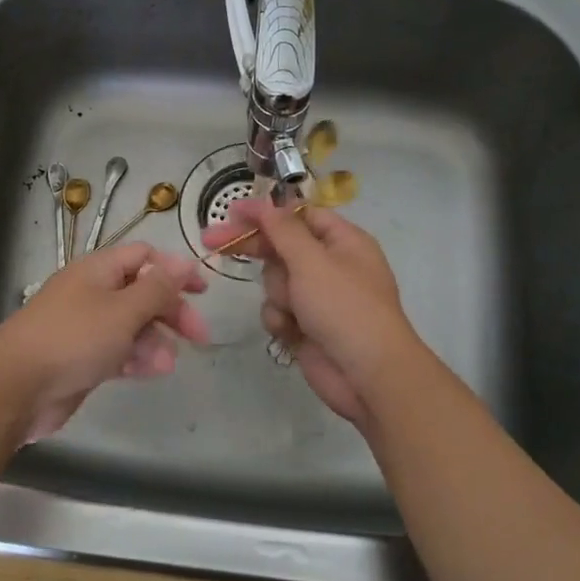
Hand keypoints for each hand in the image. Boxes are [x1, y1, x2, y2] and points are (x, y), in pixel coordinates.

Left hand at [0, 243, 211, 442]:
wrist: (15, 387)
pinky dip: (136, 358)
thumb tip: (184, 263)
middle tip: (198, 336)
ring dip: (155, 340)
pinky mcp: (82, 358)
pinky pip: (118, 351)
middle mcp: (92, 292)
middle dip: (171, 311)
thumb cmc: (73, 339)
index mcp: (98, 270)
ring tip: (165, 364)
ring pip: (132, 325)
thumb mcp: (123, 310)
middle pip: (142, 292)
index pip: (145, 257)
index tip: (202, 293)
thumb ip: (158, 288)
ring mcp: (85, 326)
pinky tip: (150, 372)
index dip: (175, 270)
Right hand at [202, 198, 422, 427]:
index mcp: (343, 241)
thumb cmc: (344, 308)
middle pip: (282, 246)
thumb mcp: (312, 261)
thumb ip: (283, 230)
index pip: (298, 215)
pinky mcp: (306, 326)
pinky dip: (280, 319)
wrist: (368, 376)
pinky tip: (291, 332)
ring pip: (275, 281)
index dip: (265, 212)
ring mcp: (318, 297)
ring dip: (277, 294)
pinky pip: (278, 310)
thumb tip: (265, 204)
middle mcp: (331, 265)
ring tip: (294, 310)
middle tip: (212, 241)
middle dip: (254, 248)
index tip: (231, 212)